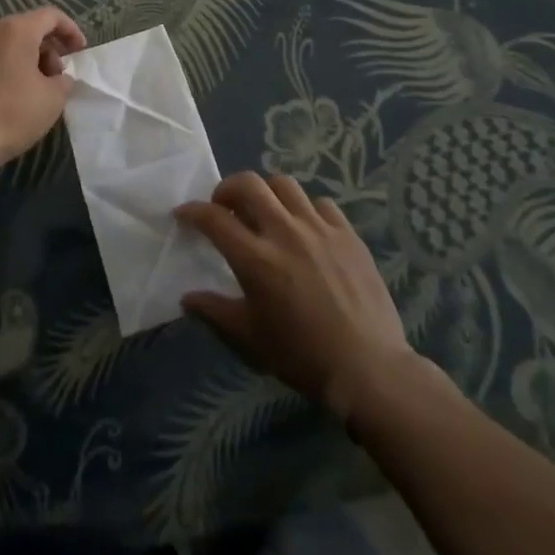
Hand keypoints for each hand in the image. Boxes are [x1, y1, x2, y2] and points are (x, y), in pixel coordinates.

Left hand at [0, 7, 86, 169]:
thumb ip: (63, 81)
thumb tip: (58, 78)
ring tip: (27, 91)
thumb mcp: (52, 100)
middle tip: (54, 78)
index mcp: (14, 30)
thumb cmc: (10, 115)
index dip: (70, 30)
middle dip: (44, 50)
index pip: (50, 16)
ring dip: (18, 61)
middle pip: (23, 30)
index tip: (79, 51)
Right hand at [175, 172, 440, 419]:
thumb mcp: (251, 339)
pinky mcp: (347, 233)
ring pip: (284, 185)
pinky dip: (306, 209)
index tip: (184, 214)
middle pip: (248, 184)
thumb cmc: (303, 357)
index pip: (214, 218)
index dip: (193, 211)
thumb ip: (215, 312)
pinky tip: (306, 228)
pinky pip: (321, 203)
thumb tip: (186, 298)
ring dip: (266, 192)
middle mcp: (284, 232)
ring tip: (265, 211)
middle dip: (227, 188)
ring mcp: (319, 228)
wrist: (369, 370)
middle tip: (224, 206)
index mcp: (256, 258)